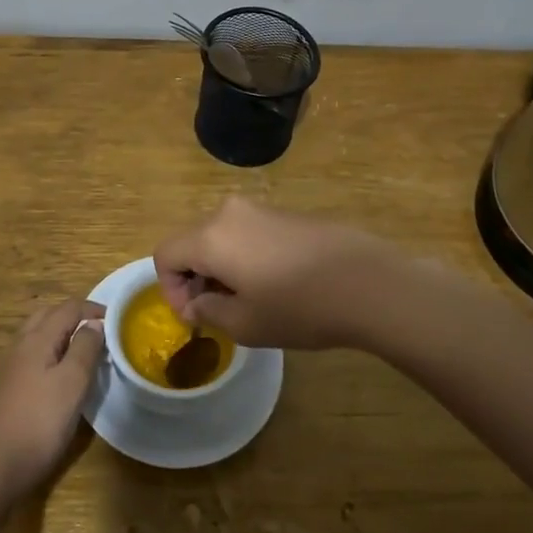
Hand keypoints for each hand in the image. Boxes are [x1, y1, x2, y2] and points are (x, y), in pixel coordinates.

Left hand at [0, 298, 103, 504]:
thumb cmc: (39, 421)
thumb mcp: (72, 383)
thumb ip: (85, 348)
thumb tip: (94, 323)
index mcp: (38, 339)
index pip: (68, 308)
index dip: (93, 309)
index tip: (117, 321)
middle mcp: (22, 346)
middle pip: (49, 315)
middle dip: (75, 316)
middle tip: (100, 332)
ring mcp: (12, 367)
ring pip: (39, 336)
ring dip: (63, 334)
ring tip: (85, 350)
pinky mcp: (9, 388)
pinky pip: (34, 355)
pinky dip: (52, 352)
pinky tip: (62, 375)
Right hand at [153, 197, 402, 349]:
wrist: (368, 282)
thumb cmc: (299, 308)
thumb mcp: (245, 323)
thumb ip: (208, 311)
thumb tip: (197, 302)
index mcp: (210, 236)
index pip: (165, 254)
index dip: (169, 288)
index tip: (194, 316)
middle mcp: (229, 213)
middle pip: (191, 241)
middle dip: (195, 277)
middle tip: (216, 312)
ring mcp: (260, 209)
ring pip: (220, 236)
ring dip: (220, 267)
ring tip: (247, 300)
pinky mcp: (286, 213)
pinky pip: (247, 233)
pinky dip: (244, 257)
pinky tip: (275, 284)